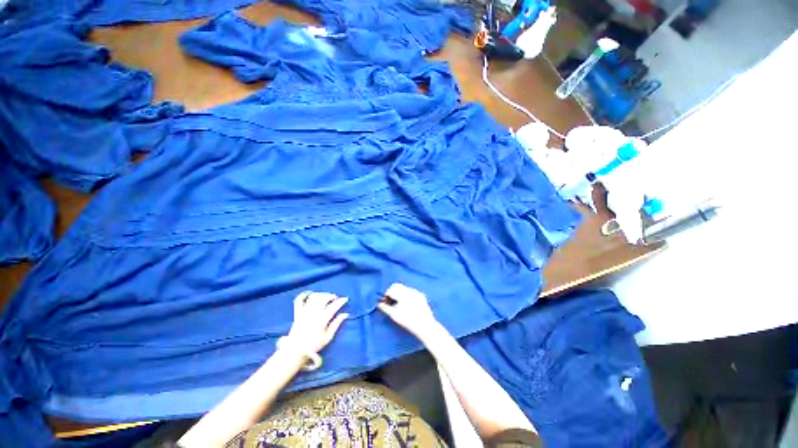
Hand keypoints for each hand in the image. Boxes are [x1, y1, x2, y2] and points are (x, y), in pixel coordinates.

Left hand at [284, 291, 348, 355]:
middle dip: (331, 296)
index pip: (333, 306)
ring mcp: (304, 312)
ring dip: (321, 294)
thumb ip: (336, 324)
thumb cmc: (314, 345)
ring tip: (325, 297)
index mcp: (322, 320)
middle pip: (323, 298)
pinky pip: (299, 300)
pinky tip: (310, 293)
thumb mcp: (328, 337)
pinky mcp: (297, 313)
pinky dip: (304, 295)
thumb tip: (345, 314)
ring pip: (314, 297)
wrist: (295, 351)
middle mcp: (313, 313)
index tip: (345, 299)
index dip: (341, 301)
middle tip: (335, 299)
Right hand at [377, 283, 441, 340]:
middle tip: (390, 301)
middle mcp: (410, 290)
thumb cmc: (408, 321)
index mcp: (403, 294)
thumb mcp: (395, 315)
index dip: (386, 294)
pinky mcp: (421, 295)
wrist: (425, 326)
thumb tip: (379, 303)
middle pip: (397, 285)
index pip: (391, 289)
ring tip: (399, 303)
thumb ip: (385, 308)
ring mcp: (416, 292)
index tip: (385, 301)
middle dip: (392, 291)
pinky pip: (411, 291)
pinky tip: (407, 303)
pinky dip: (406, 294)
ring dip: (399, 292)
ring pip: (404, 287)